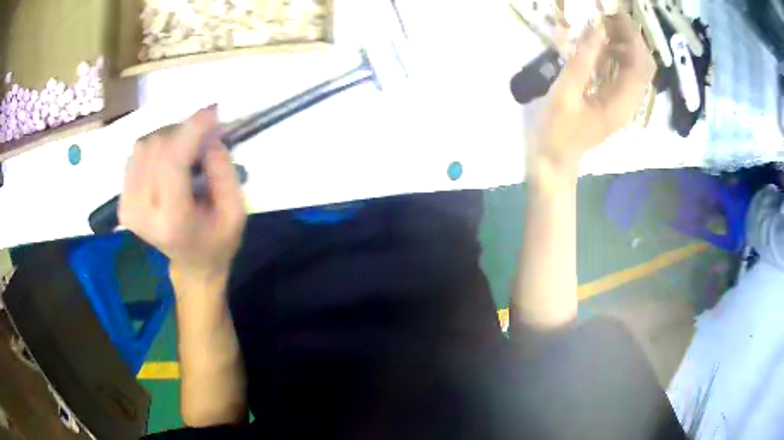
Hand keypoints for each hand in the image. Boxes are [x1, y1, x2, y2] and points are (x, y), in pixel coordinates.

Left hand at [119, 107, 245, 282]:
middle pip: (155, 147)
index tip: (212, 112)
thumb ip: (223, 171)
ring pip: (143, 146)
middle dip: (183, 132)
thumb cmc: (217, 241)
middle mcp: (142, 213)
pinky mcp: (122, 203)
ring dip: (169, 138)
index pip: (172, 162)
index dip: (191, 129)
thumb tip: (208, 134)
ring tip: (187, 150)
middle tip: (204, 137)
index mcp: (173, 221)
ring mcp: (128, 208)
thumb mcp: (236, 211)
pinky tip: (168, 160)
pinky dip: (155, 148)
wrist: (192, 265)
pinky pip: (135, 155)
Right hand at [532, 13, 655, 170]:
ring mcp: (625, 104)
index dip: (632, 38)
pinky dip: (619, 56)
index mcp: (622, 104)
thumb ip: (582, 60)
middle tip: (609, 19)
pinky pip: (626, 75)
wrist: (555, 159)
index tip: (615, 15)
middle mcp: (630, 104)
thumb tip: (597, 28)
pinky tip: (602, 45)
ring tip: (604, 26)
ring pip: (637, 69)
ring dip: (626, 45)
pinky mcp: (617, 102)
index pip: (640, 65)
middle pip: (644, 66)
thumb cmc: (557, 130)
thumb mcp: (565, 93)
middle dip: (631, 39)